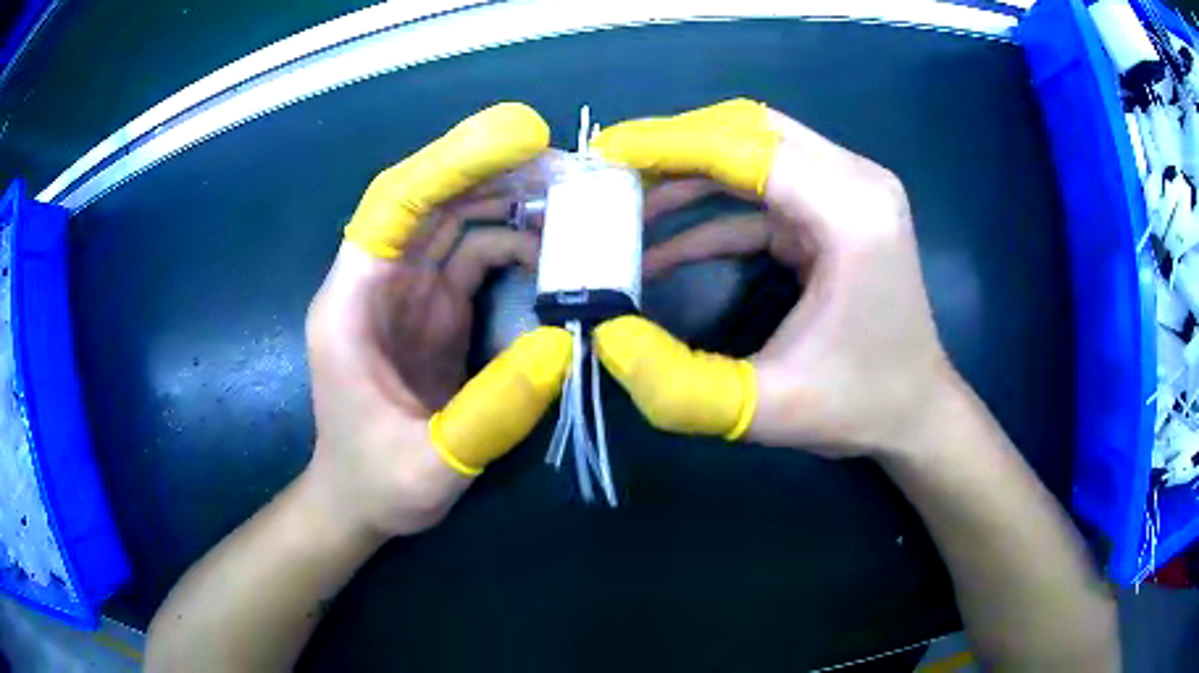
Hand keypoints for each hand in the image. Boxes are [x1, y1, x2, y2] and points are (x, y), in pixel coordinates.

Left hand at [304, 103, 570, 539]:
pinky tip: (552, 257)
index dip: (451, 163)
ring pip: (455, 221)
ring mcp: (406, 294)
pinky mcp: (432, 312)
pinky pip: (472, 258)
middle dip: (493, 174)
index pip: (394, 205)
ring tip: (571, 204)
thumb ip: (491, 412)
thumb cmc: (376, 483)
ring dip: (509, 204)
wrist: (360, 503)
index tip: (519, 140)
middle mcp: (375, 283)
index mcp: (351, 305)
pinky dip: (513, 246)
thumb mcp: (430, 464)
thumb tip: (562, 343)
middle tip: (567, 168)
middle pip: (430, 200)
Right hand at [592, 99, 953, 457]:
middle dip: (675, 145)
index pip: (749, 148)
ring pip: (755, 149)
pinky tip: (666, 246)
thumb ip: (678, 384)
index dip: (671, 144)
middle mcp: (858, 183)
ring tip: (628, 202)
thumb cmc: (858, 407)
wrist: (916, 411)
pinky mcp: (837, 211)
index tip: (606, 152)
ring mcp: (851, 192)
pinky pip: (766, 189)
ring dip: (690, 170)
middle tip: (612, 170)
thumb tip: (606, 335)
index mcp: (852, 214)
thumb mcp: (765, 408)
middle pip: (751, 129)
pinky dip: (714, 207)